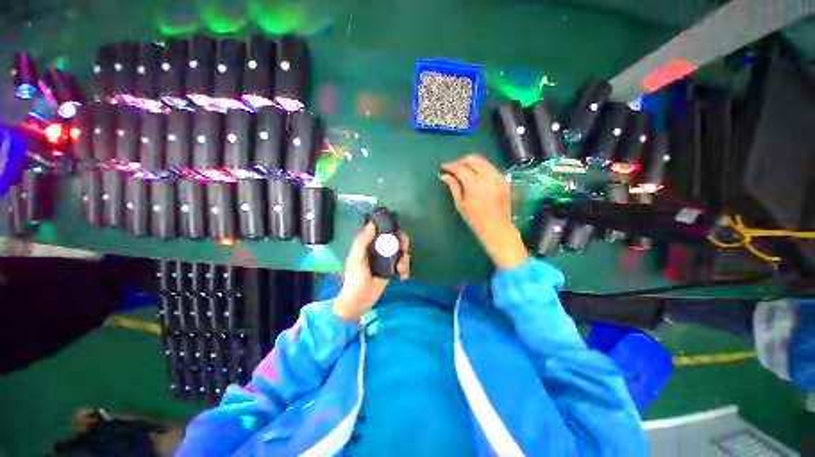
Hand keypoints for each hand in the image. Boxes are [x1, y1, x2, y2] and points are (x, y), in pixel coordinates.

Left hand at [332, 222, 410, 321]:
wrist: (359, 302)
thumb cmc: (354, 279)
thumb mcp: (355, 259)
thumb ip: (362, 241)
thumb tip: (372, 224)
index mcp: (369, 245)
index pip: (383, 231)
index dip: (392, 229)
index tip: (399, 232)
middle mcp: (379, 250)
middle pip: (395, 241)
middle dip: (403, 245)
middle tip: (404, 251)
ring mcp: (386, 260)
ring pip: (401, 253)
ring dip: (405, 259)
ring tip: (401, 268)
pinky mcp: (391, 270)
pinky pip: (402, 265)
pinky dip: (405, 269)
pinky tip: (403, 276)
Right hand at [440, 154, 528, 269]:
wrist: (497, 228)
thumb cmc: (475, 219)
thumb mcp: (460, 204)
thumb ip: (453, 187)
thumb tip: (444, 175)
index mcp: (476, 184)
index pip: (461, 168)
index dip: (451, 166)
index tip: (442, 167)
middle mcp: (489, 177)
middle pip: (473, 159)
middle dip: (461, 160)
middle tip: (452, 167)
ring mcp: (498, 177)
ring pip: (483, 161)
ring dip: (471, 162)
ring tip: (462, 169)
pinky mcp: (503, 180)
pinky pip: (490, 167)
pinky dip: (480, 167)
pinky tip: (474, 174)